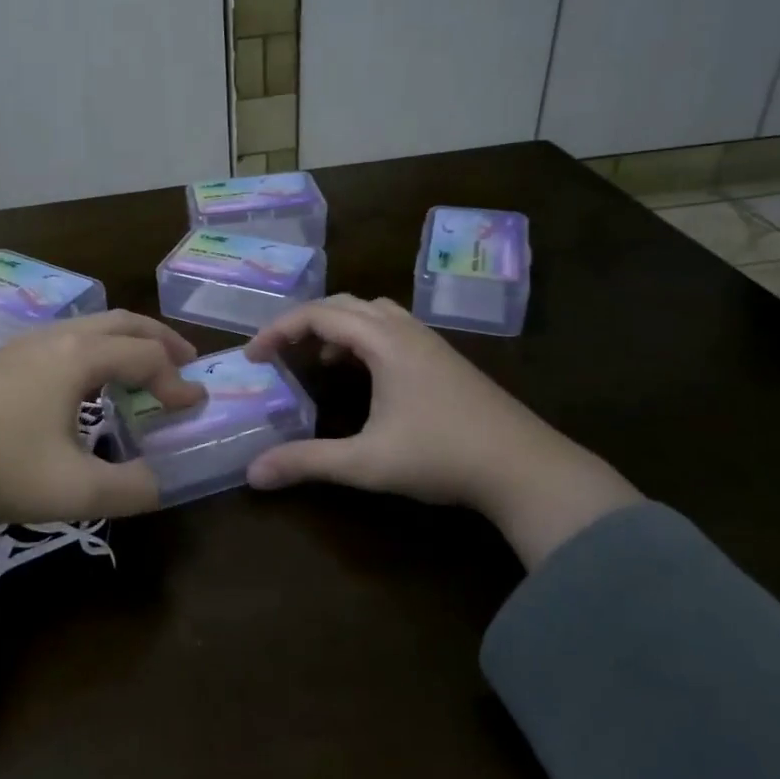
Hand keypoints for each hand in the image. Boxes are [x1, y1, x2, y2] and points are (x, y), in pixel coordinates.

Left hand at [0, 312, 204, 563]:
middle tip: (187, 363)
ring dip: (126, 343)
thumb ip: (133, 488)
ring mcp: (25, 344)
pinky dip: (97, 351)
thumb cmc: (0, 470)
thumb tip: (163, 482)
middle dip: (161, 340)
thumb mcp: (76, 491)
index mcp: (77, 357)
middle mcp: (55, 337)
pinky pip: (67, 340)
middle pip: (122, 323)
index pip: (145, 356)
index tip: (194, 409)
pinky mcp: (4, 360)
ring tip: (144, 372)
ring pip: (91, 327)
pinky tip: (90, 385)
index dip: (176, 381)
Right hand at [243, 296, 640, 566]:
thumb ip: (307, 462)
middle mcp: (405, 330)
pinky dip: (364, 339)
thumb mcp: (367, 462)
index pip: (318, 315)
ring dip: (338, 327)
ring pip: (372, 314)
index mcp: (383, 342)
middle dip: (305, 323)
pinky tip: (365, 375)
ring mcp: (430, 343)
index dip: (279, 330)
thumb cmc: (442, 456)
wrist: (526, 468)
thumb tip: (253, 473)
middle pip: (344, 305)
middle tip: (280, 353)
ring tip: (319, 359)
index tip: (253, 356)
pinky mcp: (445, 359)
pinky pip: (392, 329)